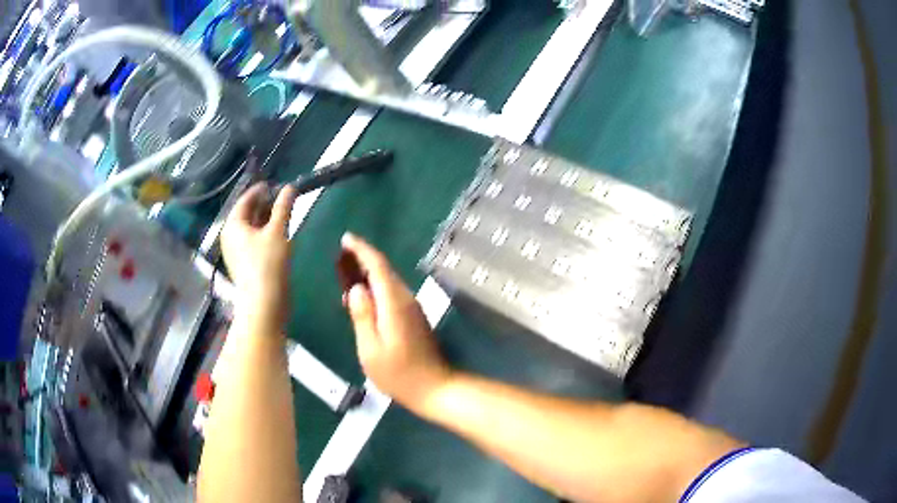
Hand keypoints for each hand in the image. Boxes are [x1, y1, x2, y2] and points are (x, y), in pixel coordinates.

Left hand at [221, 183, 297, 333]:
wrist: (264, 304)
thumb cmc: (268, 264)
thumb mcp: (278, 232)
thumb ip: (284, 207)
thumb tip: (290, 187)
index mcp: (233, 225)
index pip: (245, 200)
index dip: (260, 190)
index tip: (274, 184)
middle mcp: (230, 236)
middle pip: (247, 214)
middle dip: (264, 205)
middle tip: (281, 198)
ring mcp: (236, 252)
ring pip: (250, 229)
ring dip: (265, 220)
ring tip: (282, 215)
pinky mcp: (244, 264)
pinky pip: (252, 242)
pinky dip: (264, 234)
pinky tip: (278, 235)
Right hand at [342, 233, 452, 413]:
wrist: (434, 388)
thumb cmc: (398, 374)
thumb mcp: (370, 349)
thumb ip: (362, 316)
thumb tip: (356, 288)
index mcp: (394, 303)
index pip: (378, 266)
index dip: (362, 250)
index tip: (346, 239)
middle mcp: (405, 299)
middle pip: (384, 270)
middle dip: (362, 258)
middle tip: (340, 254)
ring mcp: (412, 308)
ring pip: (388, 281)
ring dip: (368, 272)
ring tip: (345, 269)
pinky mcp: (413, 318)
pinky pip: (391, 293)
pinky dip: (375, 287)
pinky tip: (362, 295)